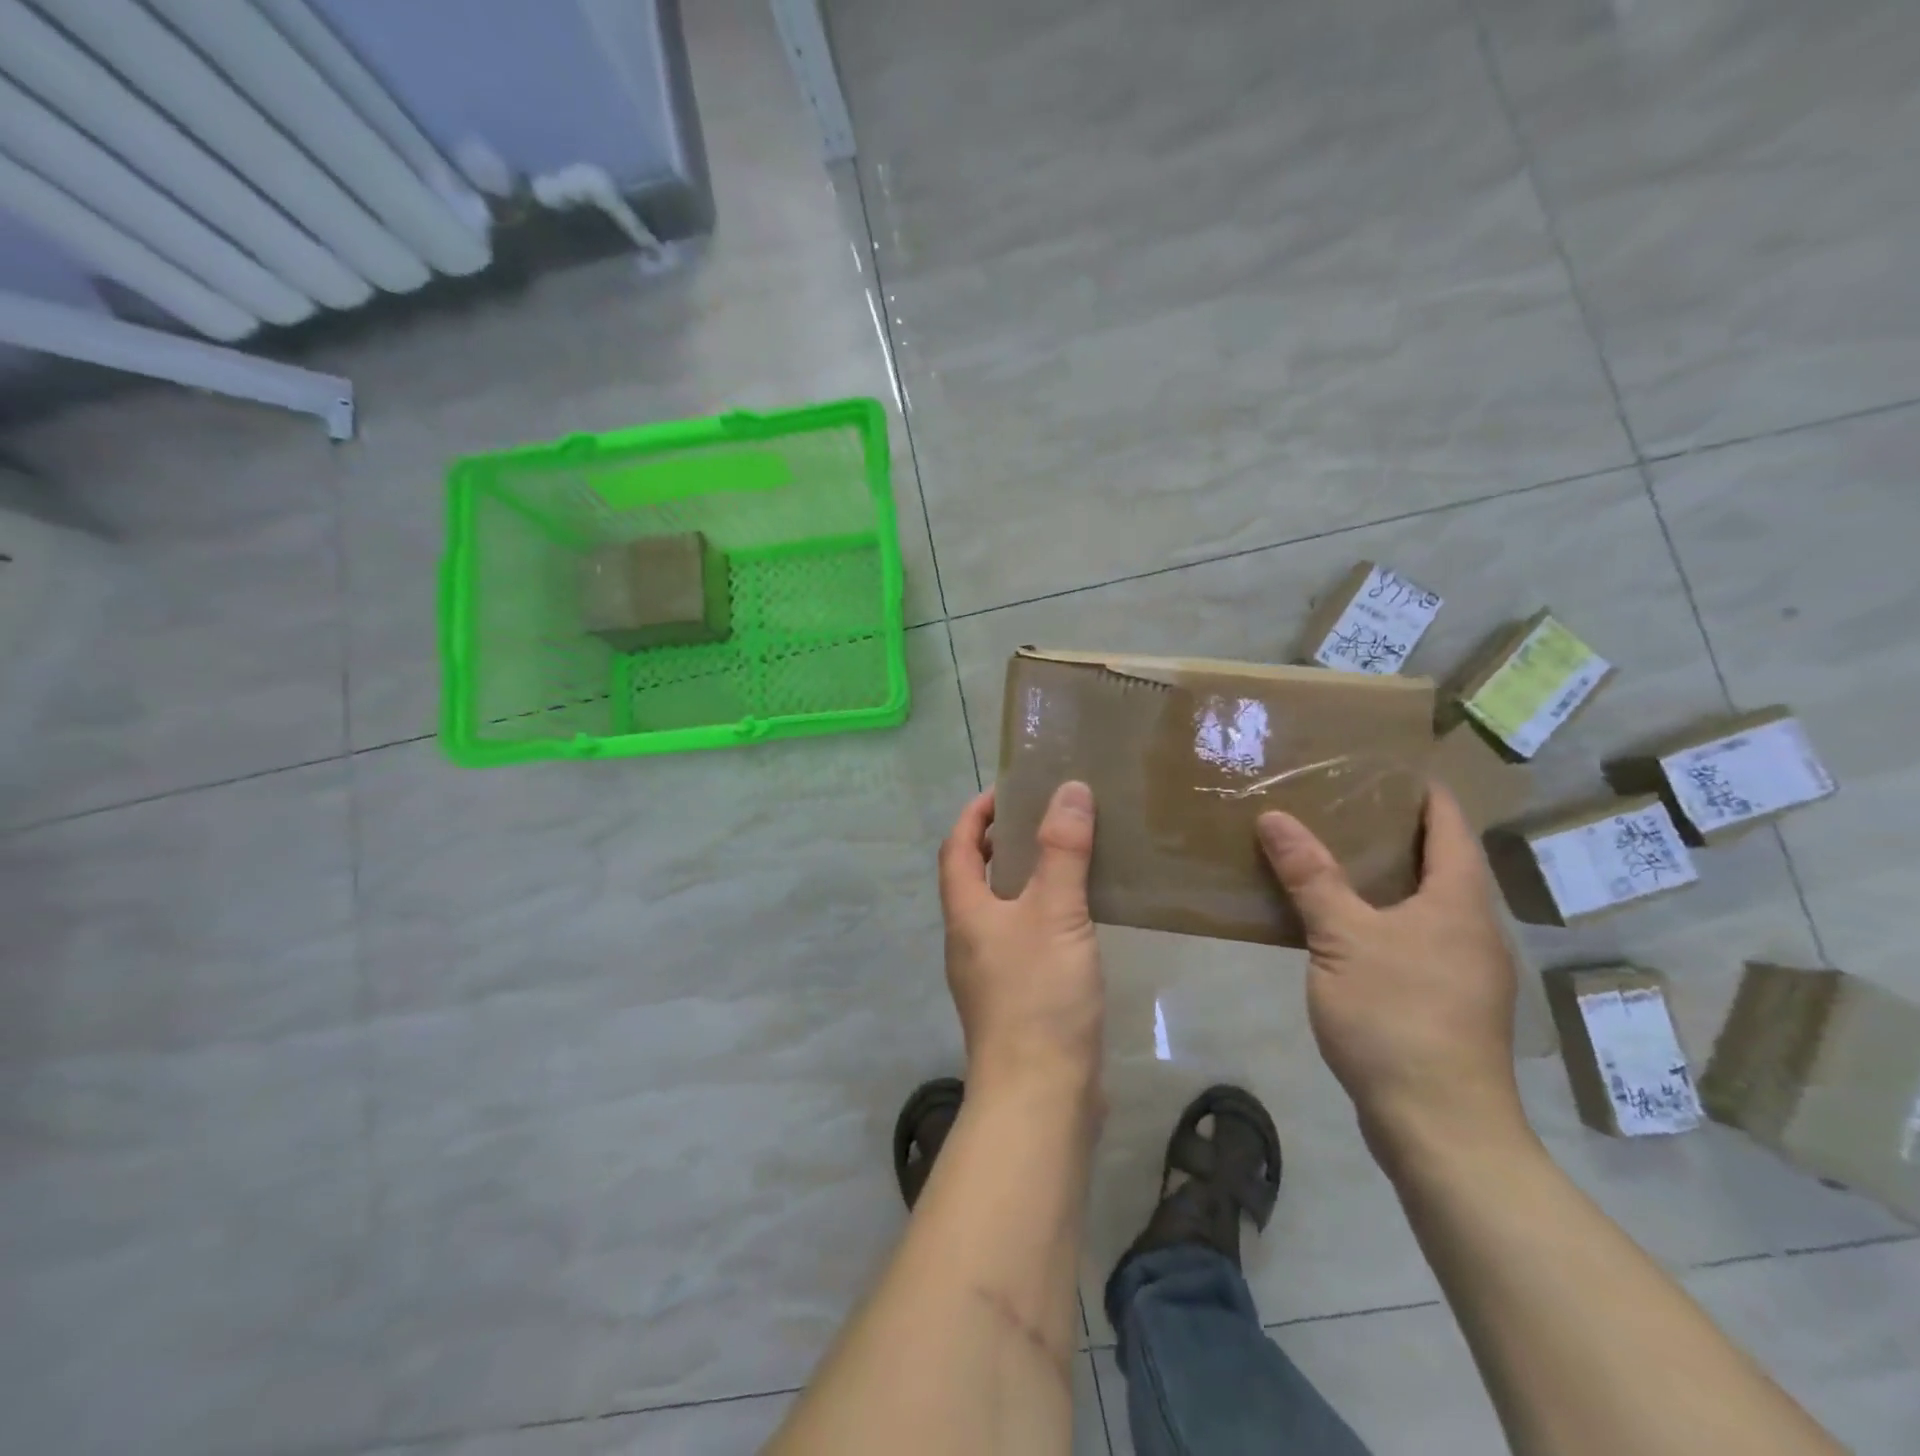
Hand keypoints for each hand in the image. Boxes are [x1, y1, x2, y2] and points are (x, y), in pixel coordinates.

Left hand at [938, 782, 1103, 1100]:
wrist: (1040, 1097)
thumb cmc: (1038, 996)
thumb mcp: (1054, 912)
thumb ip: (1062, 850)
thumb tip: (1069, 789)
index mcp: (965, 912)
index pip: (958, 846)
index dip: (975, 814)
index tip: (1006, 790)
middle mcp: (969, 938)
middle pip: (975, 876)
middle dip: (1002, 842)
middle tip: (1045, 819)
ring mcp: (990, 972)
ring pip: (1001, 909)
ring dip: (1024, 879)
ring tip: (1066, 859)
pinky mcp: (1016, 999)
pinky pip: (1024, 938)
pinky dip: (1042, 914)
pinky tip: (1078, 919)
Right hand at [1256, 786, 1525, 1157]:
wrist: (1440, 1126)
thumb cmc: (1397, 1017)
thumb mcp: (1342, 938)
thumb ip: (1310, 876)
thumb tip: (1274, 817)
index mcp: (1459, 900)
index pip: (1449, 823)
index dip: (1420, 790)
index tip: (1378, 764)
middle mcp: (1472, 927)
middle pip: (1439, 860)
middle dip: (1392, 829)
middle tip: (1334, 803)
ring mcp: (1463, 967)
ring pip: (1424, 901)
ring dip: (1384, 875)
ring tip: (1328, 853)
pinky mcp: (1445, 1000)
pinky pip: (1413, 936)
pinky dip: (1380, 914)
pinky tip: (1338, 922)